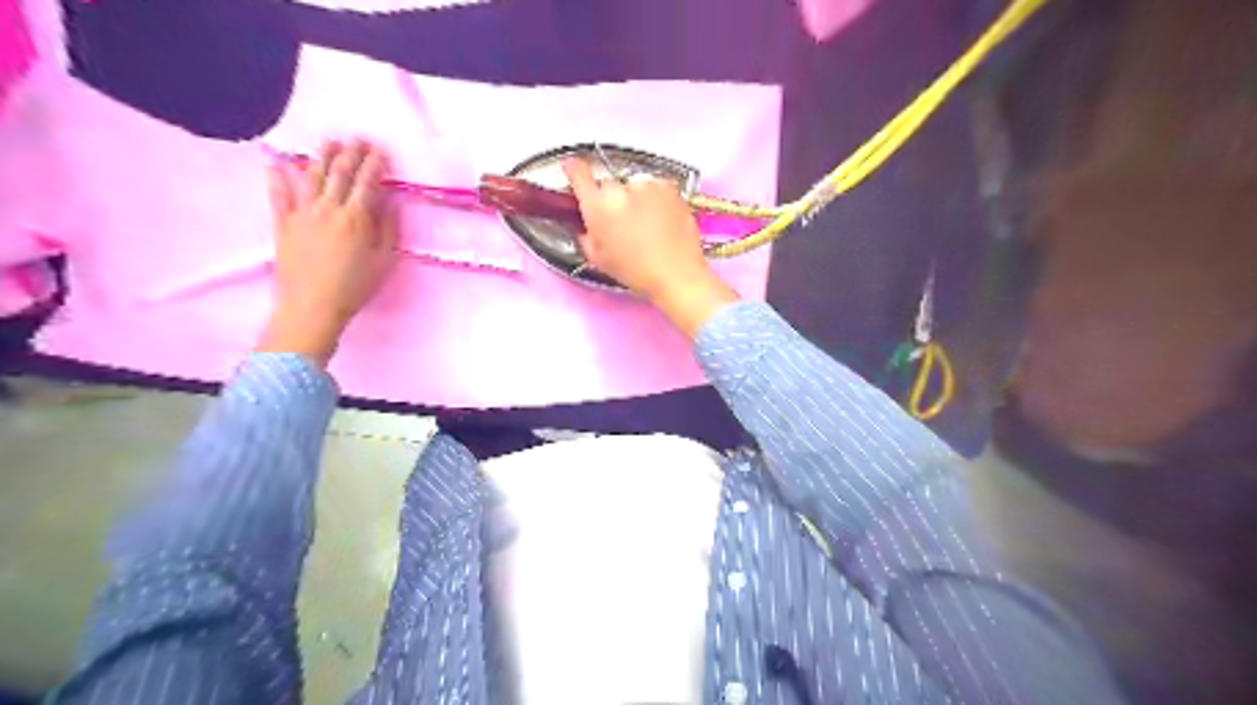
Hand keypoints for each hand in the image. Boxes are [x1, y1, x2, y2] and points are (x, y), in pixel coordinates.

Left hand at [250, 138, 393, 364]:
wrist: (312, 306)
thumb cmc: (355, 287)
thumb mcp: (384, 261)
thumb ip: (388, 229)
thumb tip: (391, 202)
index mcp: (356, 218)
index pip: (367, 182)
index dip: (375, 164)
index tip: (381, 150)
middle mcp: (329, 209)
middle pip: (340, 173)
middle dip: (351, 153)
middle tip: (359, 138)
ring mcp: (303, 214)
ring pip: (312, 177)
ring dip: (322, 157)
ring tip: (330, 142)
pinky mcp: (283, 224)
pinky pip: (279, 196)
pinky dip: (277, 178)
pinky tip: (276, 164)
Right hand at [563, 156, 738, 334]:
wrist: (676, 273)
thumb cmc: (634, 271)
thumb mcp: (598, 258)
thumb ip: (586, 234)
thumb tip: (587, 224)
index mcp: (597, 205)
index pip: (578, 173)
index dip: (574, 170)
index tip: (573, 169)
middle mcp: (620, 188)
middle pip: (609, 185)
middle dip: (612, 199)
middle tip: (622, 222)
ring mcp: (647, 185)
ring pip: (634, 187)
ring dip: (635, 199)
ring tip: (647, 226)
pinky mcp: (670, 187)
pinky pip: (655, 189)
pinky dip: (656, 200)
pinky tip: (661, 221)